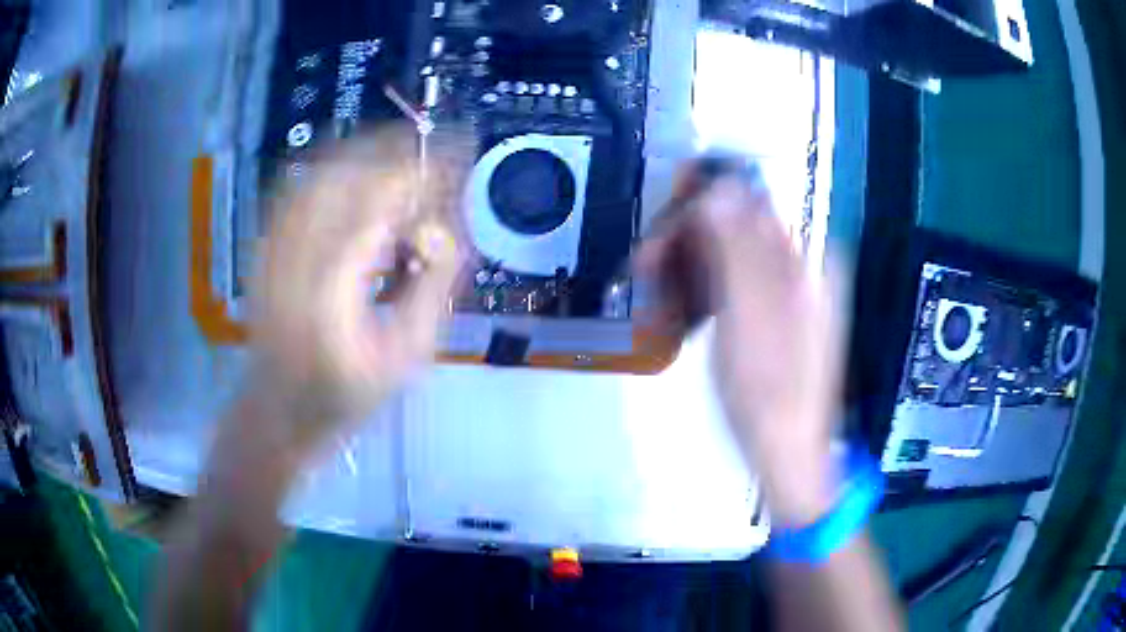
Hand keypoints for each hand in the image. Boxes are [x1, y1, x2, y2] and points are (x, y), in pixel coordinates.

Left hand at [249, 126, 467, 457]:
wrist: (277, 411)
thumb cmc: (345, 395)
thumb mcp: (405, 357)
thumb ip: (431, 288)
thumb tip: (444, 229)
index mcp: (334, 292)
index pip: (379, 206)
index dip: (419, 176)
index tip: (454, 161)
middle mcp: (297, 259)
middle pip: (346, 176)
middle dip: (395, 155)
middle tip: (433, 156)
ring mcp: (274, 248)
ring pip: (319, 175)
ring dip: (365, 155)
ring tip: (401, 158)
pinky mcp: (264, 247)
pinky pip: (296, 190)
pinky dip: (331, 170)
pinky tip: (354, 170)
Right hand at [634, 166, 845, 525]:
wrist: (786, 452)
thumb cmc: (769, 386)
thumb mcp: (751, 311)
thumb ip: (739, 244)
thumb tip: (720, 182)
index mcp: (805, 257)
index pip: (747, 203)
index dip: (698, 207)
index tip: (659, 231)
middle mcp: (800, 266)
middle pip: (736, 228)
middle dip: (687, 240)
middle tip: (645, 265)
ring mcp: (786, 293)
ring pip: (729, 257)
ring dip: (687, 267)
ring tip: (655, 292)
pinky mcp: (770, 317)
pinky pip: (731, 287)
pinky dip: (701, 293)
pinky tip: (678, 311)